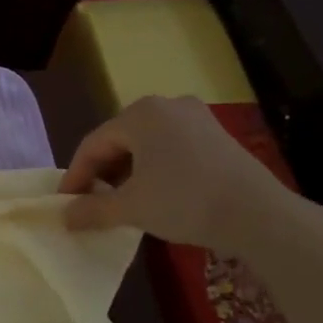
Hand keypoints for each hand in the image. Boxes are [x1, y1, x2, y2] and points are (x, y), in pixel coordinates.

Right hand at [59, 95, 290, 252]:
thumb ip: (92, 210)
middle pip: (119, 140)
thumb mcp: (131, 207)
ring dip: (126, 172)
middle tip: (90, 203)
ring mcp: (196, 118)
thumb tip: (64, 216)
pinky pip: (170, 148)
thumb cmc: (184, 201)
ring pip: (146, 144)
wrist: (258, 214)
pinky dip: (153, 169)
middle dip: (101, 173)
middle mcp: (167, 105)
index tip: (65, 203)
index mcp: (140, 114)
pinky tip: (153, 194)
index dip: (75, 175)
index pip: (93, 143)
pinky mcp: (216, 135)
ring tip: (119, 202)